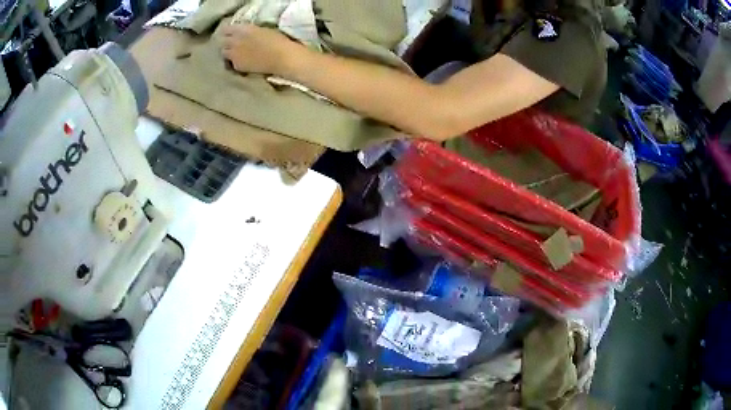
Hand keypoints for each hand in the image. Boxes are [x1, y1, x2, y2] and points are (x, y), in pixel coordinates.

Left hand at [221, 24, 299, 74]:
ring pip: (223, 52)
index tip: (231, 33)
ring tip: (235, 53)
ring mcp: (234, 55)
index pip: (226, 29)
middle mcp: (234, 41)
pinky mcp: (237, 66)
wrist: (282, 58)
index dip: (228, 31)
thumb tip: (241, 33)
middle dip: (226, 42)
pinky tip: (242, 61)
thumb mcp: (261, 30)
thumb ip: (248, 31)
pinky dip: (234, 61)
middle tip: (232, 43)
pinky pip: (231, 62)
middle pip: (222, 41)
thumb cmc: (277, 41)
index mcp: (242, 29)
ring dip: (228, 52)